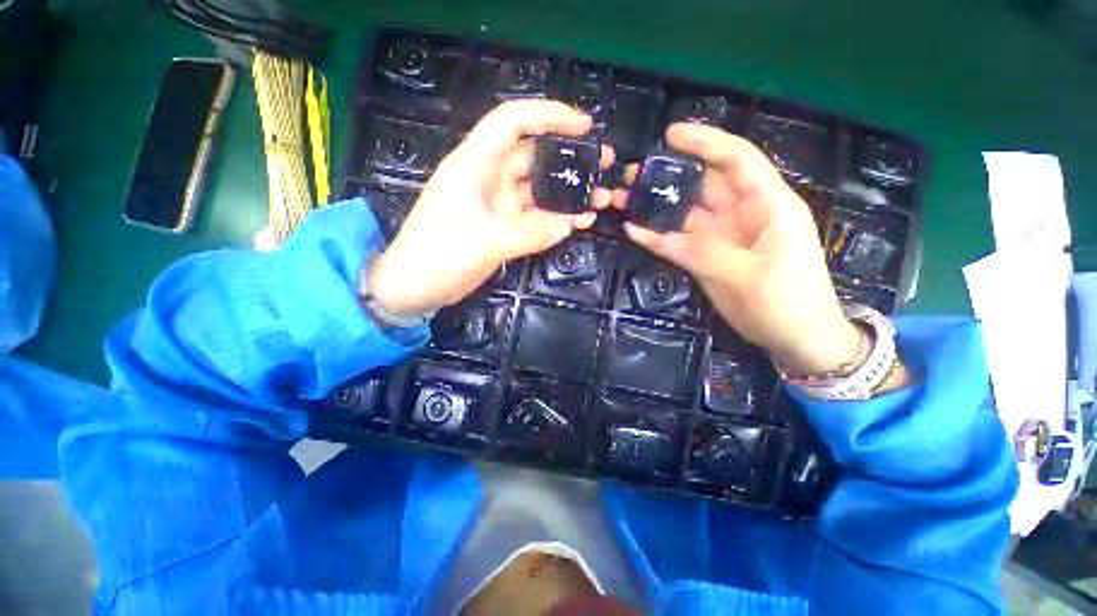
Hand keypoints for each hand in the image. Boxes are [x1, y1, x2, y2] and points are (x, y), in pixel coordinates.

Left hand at [368, 100, 613, 313]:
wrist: (416, 287)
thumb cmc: (440, 255)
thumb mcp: (487, 242)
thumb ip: (531, 233)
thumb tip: (569, 224)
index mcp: (476, 164)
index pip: (512, 122)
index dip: (548, 115)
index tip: (583, 126)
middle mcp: (489, 178)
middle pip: (534, 156)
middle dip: (569, 158)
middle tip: (604, 164)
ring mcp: (497, 204)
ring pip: (539, 189)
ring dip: (568, 192)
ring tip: (601, 197)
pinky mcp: (503, 226)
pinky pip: (535, 217)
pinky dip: (556, 218)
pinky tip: (580, 221)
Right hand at [612, 123, 858, 373]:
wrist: (798, 338)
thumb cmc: (788, 302)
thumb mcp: (747, 276)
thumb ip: (702, 251)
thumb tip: (657, 234)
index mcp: (767, 205)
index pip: (737, 160)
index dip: (705, 143)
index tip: (670, 136)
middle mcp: (743, 214)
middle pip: (704, 184)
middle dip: (670, 175)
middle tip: (633, 175)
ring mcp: (724, 237)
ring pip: (687, 213)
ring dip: (658, 206)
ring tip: (626, 199)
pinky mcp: (710, 257)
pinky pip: (680, 241)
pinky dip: (659, 237)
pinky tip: (635, 231)